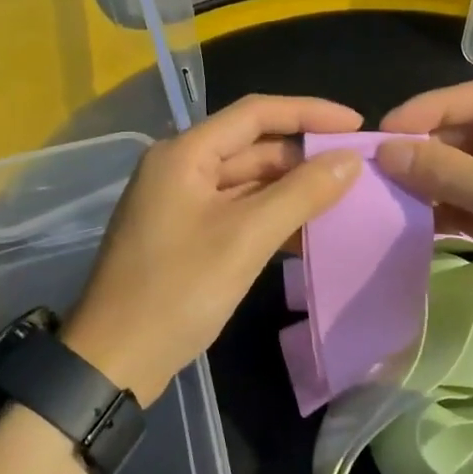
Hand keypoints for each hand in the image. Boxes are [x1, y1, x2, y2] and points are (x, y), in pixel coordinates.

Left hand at [62, 95, 364, 404]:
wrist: (114, 360)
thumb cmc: (178, 291)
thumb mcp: (246, 238)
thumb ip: (301, 193)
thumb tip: (351, 160)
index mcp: (185, 153)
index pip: (256, 113)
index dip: (310, 112)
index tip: (358, 125)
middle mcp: (180, 167)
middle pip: (252, 145)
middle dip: (304, 155)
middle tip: (357, 168)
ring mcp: (181, 202)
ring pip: (247, 180)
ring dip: (292, 187)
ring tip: (343, 197)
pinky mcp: (186, 233)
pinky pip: (238, 210)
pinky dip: (271, 215)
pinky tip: (307, 230)